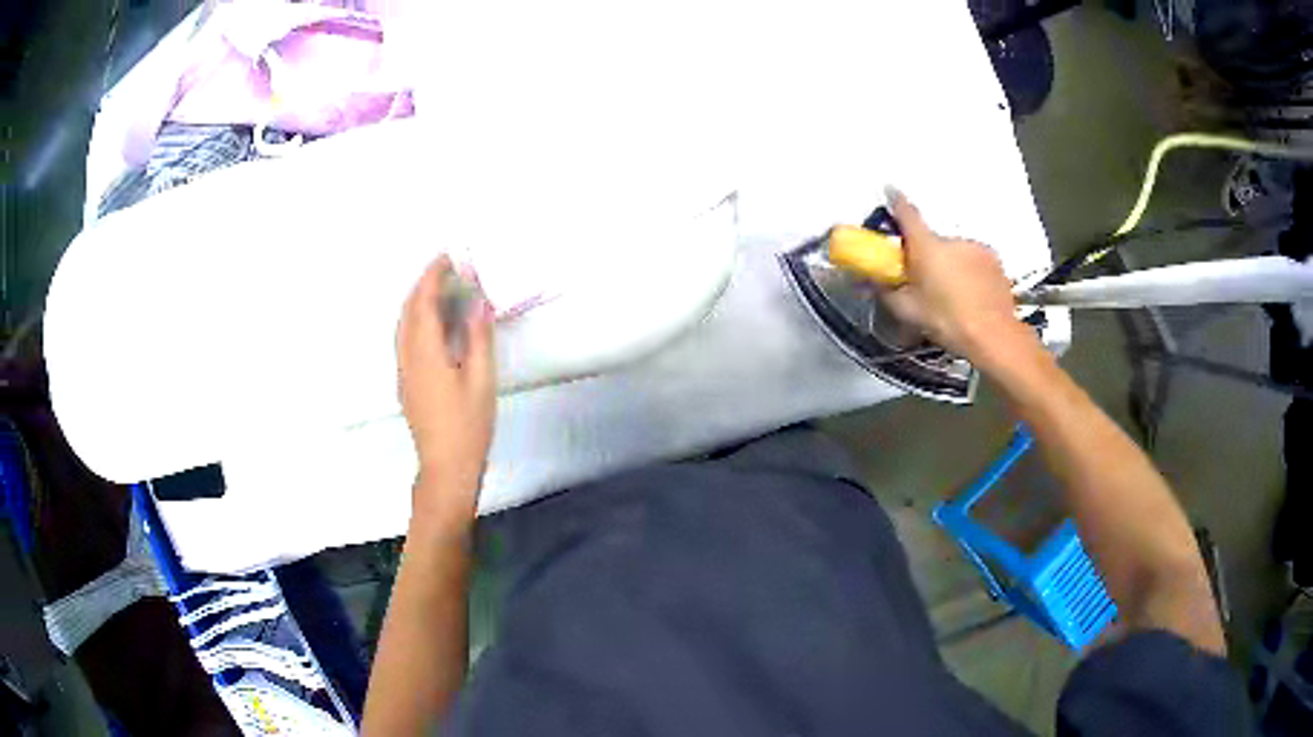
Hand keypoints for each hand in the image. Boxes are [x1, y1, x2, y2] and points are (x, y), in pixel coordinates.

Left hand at [397, 256, 495, 525]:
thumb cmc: (468, 425)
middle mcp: (407, 356)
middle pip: (408, 310)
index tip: (448, 257)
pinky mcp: (406, 382)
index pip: (424, 302)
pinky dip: (416, 320)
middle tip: (446, 269)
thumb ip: (477, 337)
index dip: (433, 276)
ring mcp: (403, 370)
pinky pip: (405, 338)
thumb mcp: (481, 379)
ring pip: (403, 324)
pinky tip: (433, 324)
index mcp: (425, 352)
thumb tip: (478, 302)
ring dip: (417, 301)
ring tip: (439, 290)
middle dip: (423, 284)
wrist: (445, 466)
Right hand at [880, 192, 1034, 362]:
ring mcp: (976, 248)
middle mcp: (952, 239)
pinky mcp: (994, 261)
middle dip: (928, 256)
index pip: (907, 213)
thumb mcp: (908, 311)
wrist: (994, 335)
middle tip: (926, 283)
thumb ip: (885, 292)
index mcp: (927, 246)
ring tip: (953, 294)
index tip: (890, 191)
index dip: (896, 201)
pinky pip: (975, 262)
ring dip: (951, 265)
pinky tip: (971, 295)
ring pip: (956, 252)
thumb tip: (866, 281)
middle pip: (932, 241)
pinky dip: (970, 272)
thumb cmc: (947, 321)